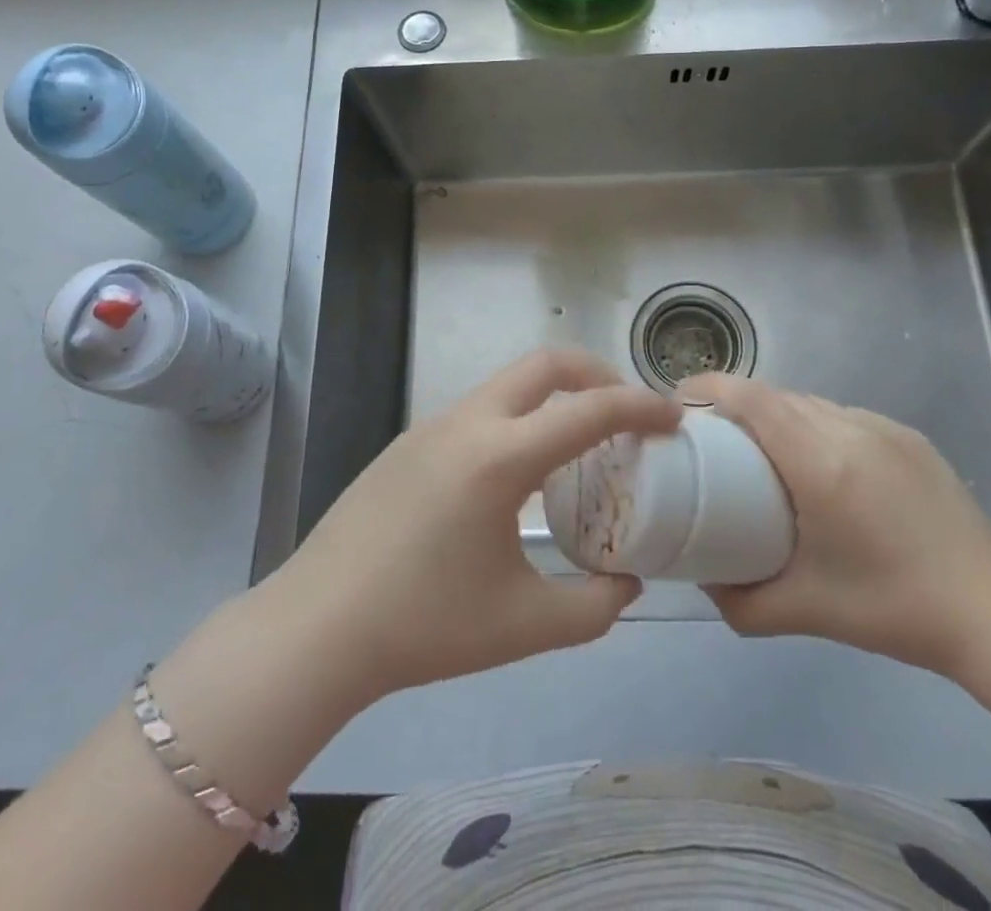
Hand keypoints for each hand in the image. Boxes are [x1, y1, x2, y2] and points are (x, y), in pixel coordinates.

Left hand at [266, 350, 680, 705]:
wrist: (317, 626)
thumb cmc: (425, 625)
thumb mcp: (524, 626)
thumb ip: (593, 606)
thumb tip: (627, 583)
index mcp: (501, 457)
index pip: (588, 410)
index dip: (640, 406)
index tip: (673, 416)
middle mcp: (467, 423)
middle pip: (544, 364)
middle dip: (595, 374)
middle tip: (626, 412)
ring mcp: (431, 426)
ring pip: (507, 386)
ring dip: (552, 398)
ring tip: (576, 448)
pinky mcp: (408, 443)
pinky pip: (478, 412)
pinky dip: (516, 420)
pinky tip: (517, 476)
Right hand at [685, 373, 990, 678]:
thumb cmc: (893, 610)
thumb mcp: (805, 612)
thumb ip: (740, 602)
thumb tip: (701, 579)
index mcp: (821, 464)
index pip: (752, 398)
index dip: (710, 389)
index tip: (679, 404)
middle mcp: (849, 429)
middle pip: (775, 395)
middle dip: (735, 403)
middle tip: (712, 437)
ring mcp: (882, 428)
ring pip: (809, 401)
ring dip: (775, 413)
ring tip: (760, 448)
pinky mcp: (907, 436)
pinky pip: (841, 414)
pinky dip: (813, 424)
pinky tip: (817, 462)